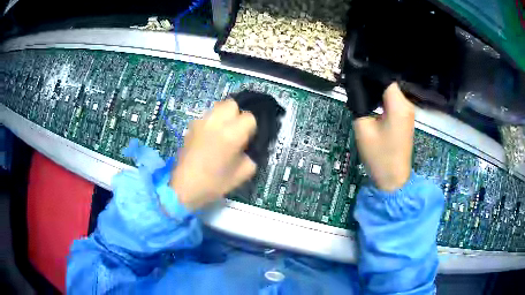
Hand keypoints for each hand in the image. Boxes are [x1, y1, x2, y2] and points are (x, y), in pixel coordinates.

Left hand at [170, 99, 256, 209]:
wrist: (185, 187)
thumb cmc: (215, 183)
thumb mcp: (243, 173)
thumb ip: (251, 155)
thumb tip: (248, 146)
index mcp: (232, 133)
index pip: (249, 117)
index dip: (250, 128)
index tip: (246, 140)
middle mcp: (217, 122)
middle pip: (232, 104)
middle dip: (236, 115)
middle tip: (235, 131)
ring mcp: (201, 122)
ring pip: (217, 107)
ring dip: (223, 116)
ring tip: (221, 132)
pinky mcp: (191, 126)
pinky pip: (206, 117)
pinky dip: (211, 122)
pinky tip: (208, 137)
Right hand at [352, 83, 414, 191]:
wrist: (394, 179)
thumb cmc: (379, 156)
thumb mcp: (363, 128)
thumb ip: (359, 104)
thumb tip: (356, 89)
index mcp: (398, 105)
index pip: (385, 78)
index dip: (370, 74)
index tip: (356, 74)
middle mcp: (407, 105)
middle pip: (389, 84)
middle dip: (372, 83)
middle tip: (354, 86)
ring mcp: (409, 113)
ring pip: (391, 93)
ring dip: (377, 92)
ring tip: (361, 95)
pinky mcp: (406, 120)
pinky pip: (394, 103)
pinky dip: (383, 101)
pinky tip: (372, 106)